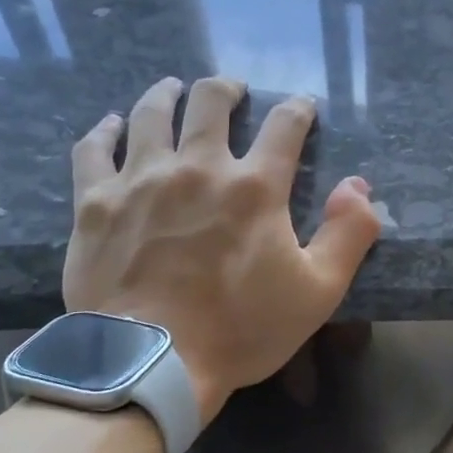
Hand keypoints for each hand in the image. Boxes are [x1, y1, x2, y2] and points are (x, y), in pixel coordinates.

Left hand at [63, 76, 380, 423]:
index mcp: (254, 187)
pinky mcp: (96, 202)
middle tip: (232, 90)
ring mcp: (141, 179)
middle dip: (227, 89)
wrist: (151, 363)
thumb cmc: (241, 329)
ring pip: (151, 113)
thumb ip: (348, 234)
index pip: (284, 126)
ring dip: (166, 94)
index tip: (302, 105)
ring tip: (172, 89)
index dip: (298, 109)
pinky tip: (111, 125)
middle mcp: (198, 167)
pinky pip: (94, 148)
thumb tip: (359, 186)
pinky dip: (104, 131)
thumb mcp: (318, 291)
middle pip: (211, 102)